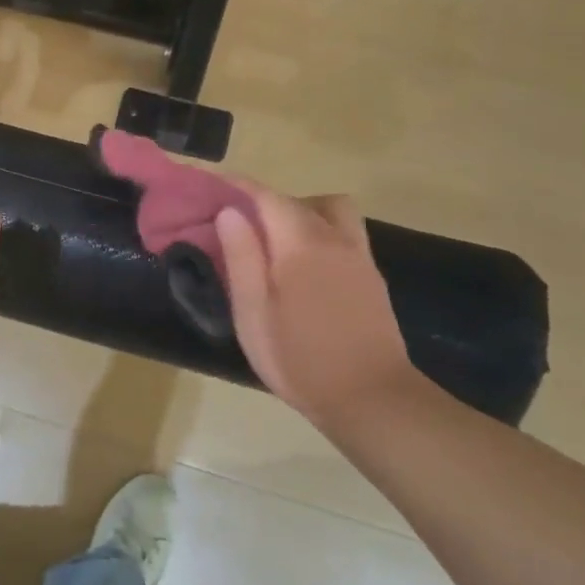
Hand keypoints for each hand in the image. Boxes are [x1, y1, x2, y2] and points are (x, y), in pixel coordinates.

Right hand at [216, 189, 415, 427]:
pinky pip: (344, 233)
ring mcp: (359, 256)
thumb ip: (242, 256)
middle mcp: (335, 238)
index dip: (238, 187)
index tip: (213, 187)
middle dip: (266, 201)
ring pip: (331, 210)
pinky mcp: (372, 276)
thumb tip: (230, 212)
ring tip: (276, 241)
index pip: (266, 197)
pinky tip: (304, 265)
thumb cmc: (300, 358)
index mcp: (301, 243)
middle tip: (240, 225)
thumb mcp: (253, 312)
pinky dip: (320, 231)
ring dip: (302, 212)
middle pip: (299, 199)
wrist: (371, 398)